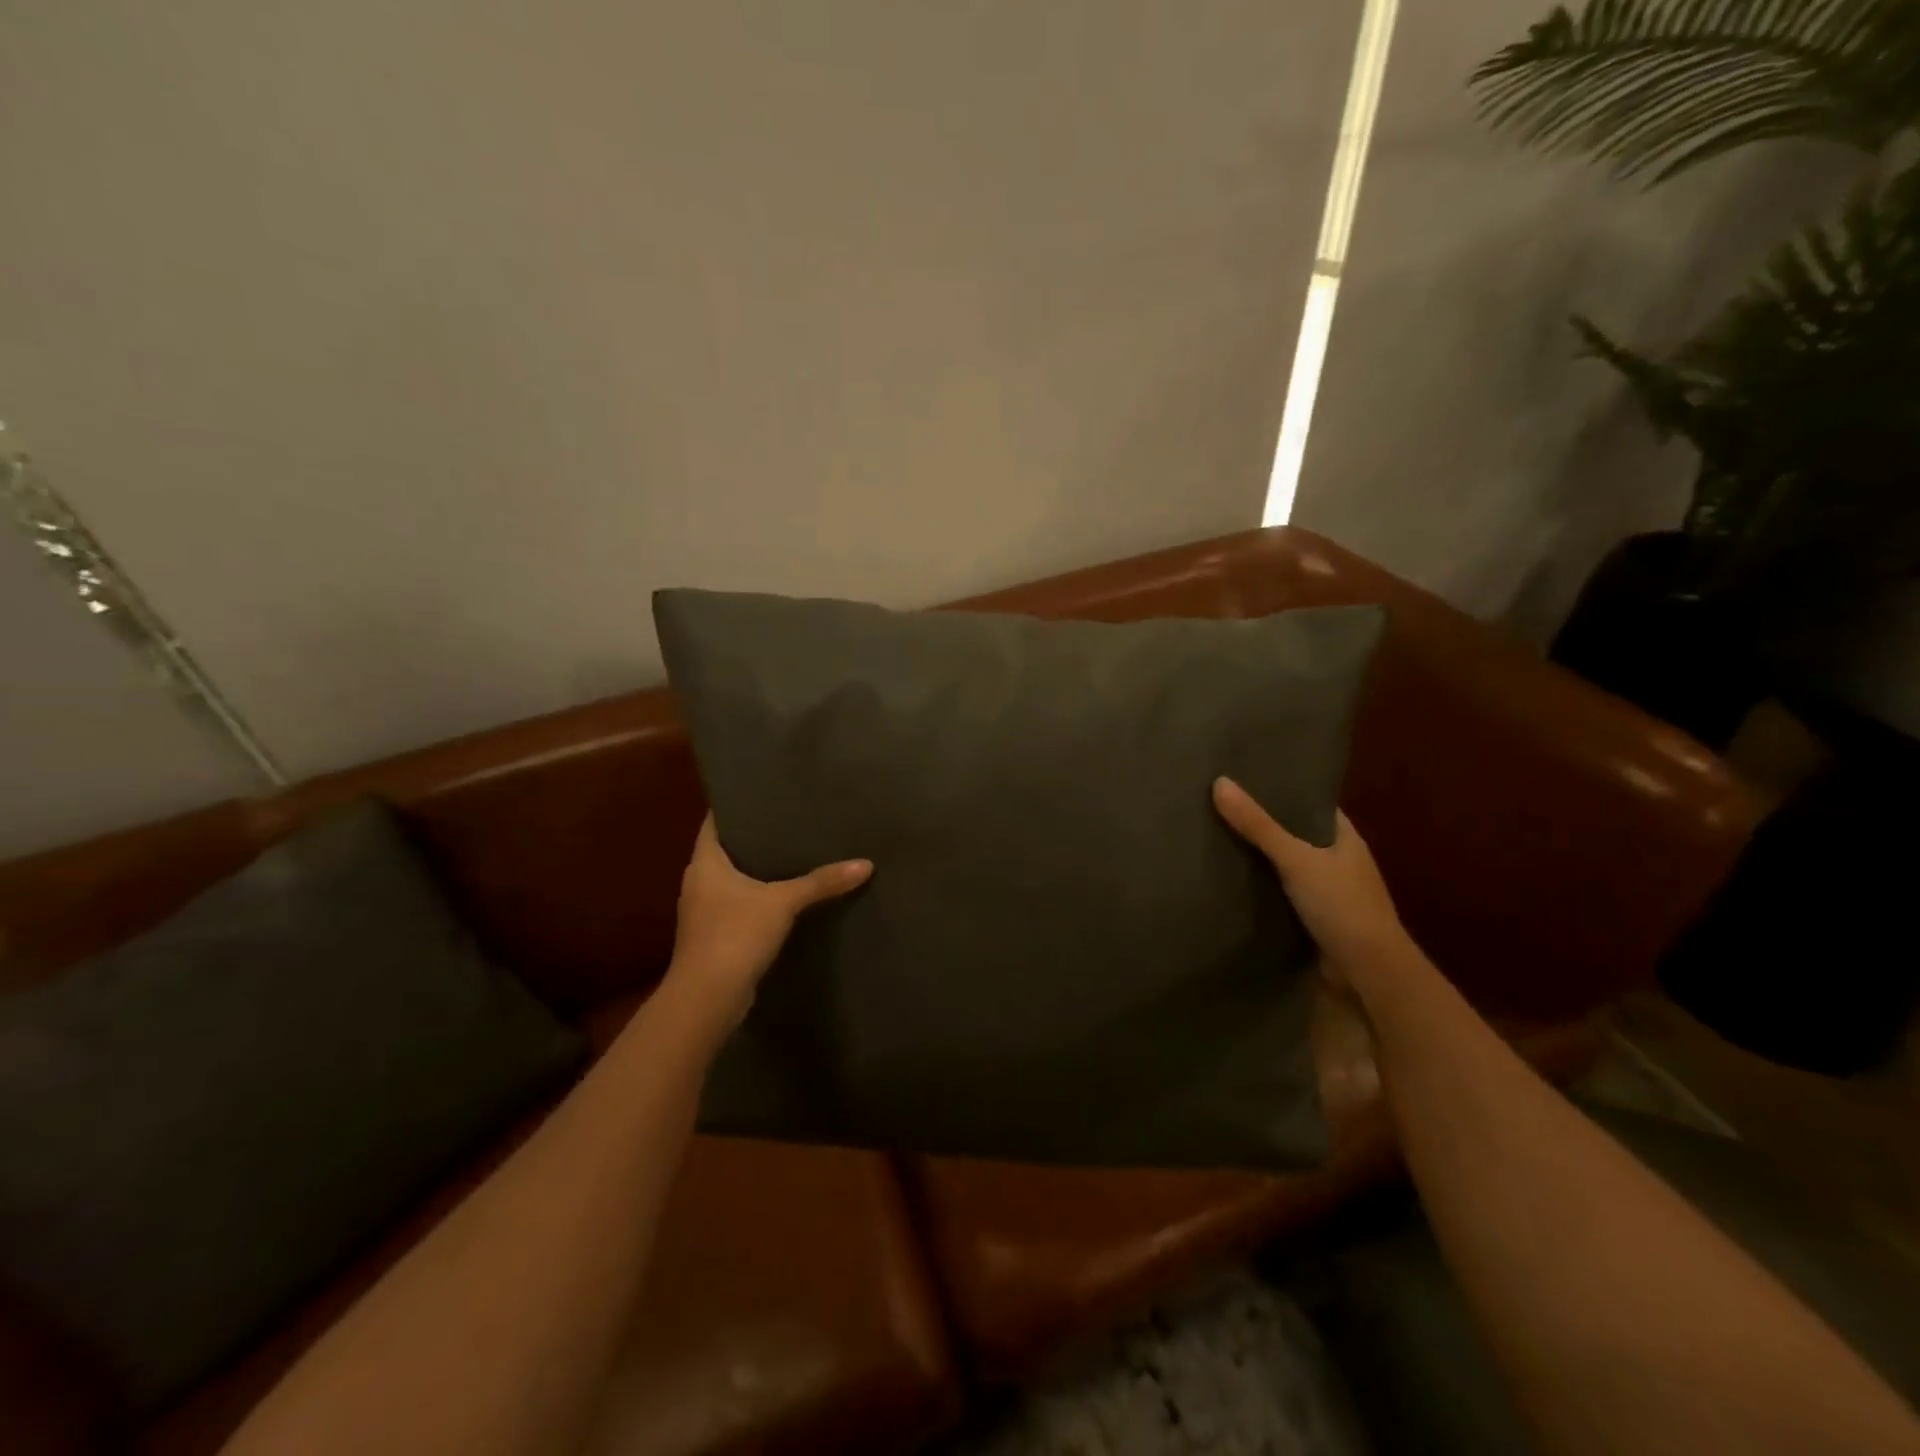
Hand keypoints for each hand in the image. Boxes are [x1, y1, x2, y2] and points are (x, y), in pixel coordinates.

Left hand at [665, 815, 871, 1024]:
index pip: (714, 822)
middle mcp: (699, 883)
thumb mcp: (783, 902)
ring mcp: (705, 912)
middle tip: (790, 819)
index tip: (762, 792)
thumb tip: (866, 864)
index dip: (735, 805)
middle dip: (755, 837)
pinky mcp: (716, 938)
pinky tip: (787, 897)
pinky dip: (760, 899)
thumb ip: (821, 882)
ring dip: (758, 870)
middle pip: (727, 850)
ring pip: (733, 880)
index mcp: (704, 863)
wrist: (707, 999)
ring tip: (794, 853)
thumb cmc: (735, 935)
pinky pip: (740, 906)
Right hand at [1212, 776, 1408, 987]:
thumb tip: (1219, 783)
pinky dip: (1262, 884)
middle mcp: (1339, 859)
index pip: (1311, 802)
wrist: (1369, 971)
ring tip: (1217, 835)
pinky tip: (1233, 878)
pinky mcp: (1316, 916)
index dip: (1283, 789)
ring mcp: (1329, 889)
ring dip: (1261, 855)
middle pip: (1296, 832)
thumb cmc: (1341, 905)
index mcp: (1345, 837)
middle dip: (1264, 821)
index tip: (1246, 778)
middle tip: (1221, 805)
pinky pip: (1283, 891)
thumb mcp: (1296, 859)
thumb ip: (1258, 825)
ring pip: (1288, 863)